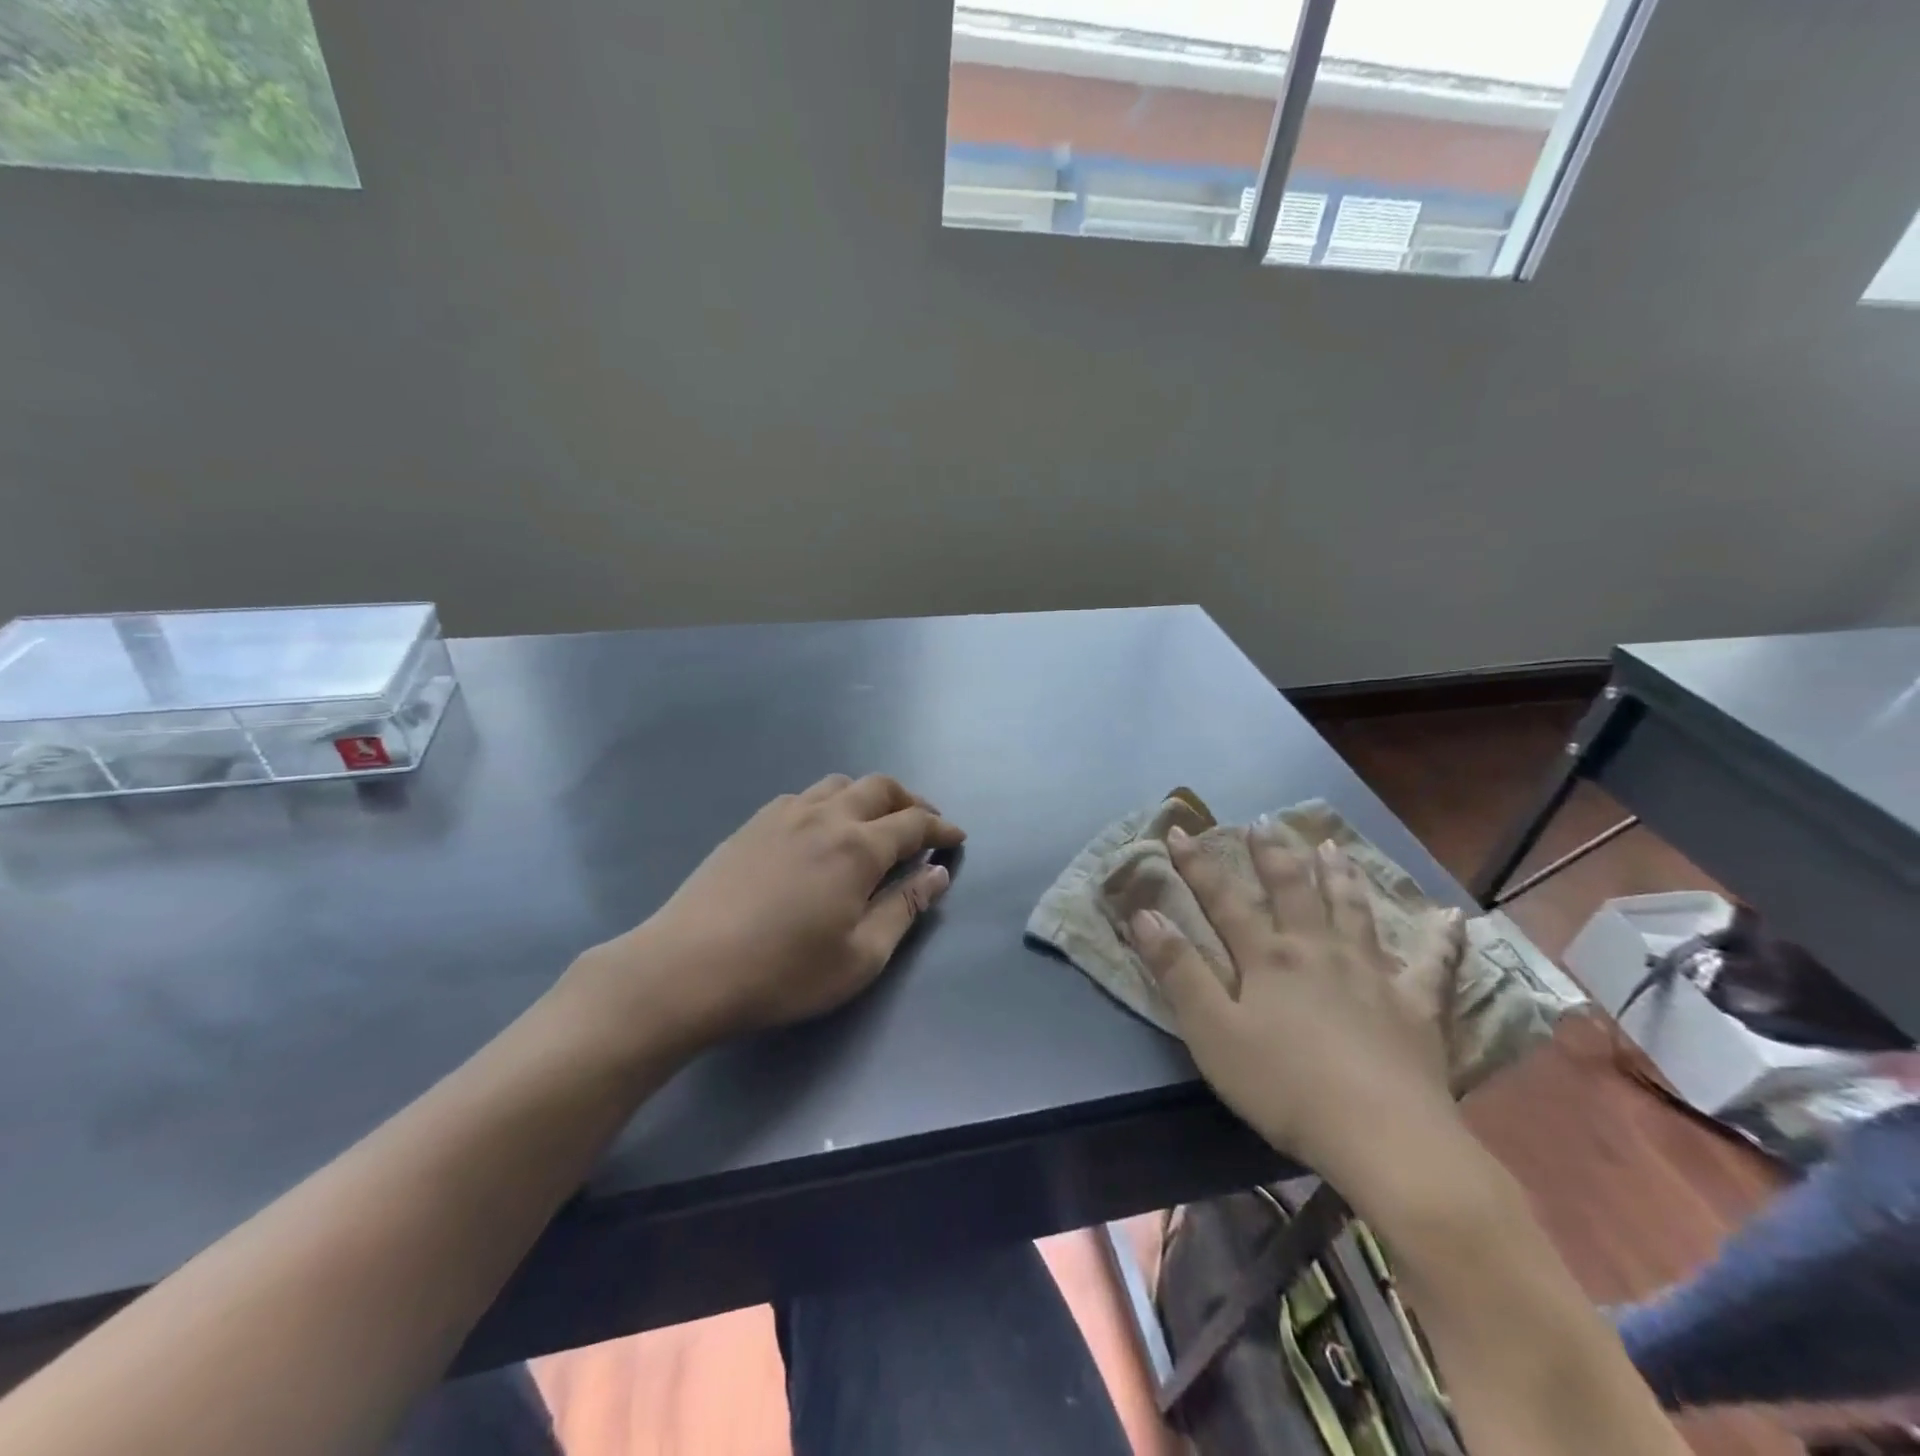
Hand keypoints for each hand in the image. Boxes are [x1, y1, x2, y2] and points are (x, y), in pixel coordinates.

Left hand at [559, 775, 964, 1062]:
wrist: (686, 967)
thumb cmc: (783, 972)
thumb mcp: (860, 955)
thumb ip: (904, 908)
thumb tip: (937, 873)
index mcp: (858, 847)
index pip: (913, 824)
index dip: (941, 828)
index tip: (957, 838)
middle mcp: (825, 816)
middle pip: (879, 788)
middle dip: (910, 801)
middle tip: (925, 824)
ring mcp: (783, 814)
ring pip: (839, 784)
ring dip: (869, 795)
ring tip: (877, 821)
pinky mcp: (752, 824)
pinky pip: (803, 796)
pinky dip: (830, 802)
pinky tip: (822, 830)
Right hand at [1127, 825, 1466, 1188]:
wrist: (1383, 1138)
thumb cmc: (1284, 1087)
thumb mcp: (1212, 1032)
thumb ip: (1178, 970)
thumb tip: (1145, 913)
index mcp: (1268, 957)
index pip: (1223, 900)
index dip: (1197, 865)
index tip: (1179, 831)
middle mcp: (1318, 950)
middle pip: (1292, 891)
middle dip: (1272, 855)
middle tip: (1263, 823)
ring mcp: (1371, 974)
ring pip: (1353, 911)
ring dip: (1339, 876)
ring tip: (1332, 847)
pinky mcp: (1416, 1008)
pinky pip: (1432, 966)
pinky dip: (1442, 940)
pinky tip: (1451, 918)